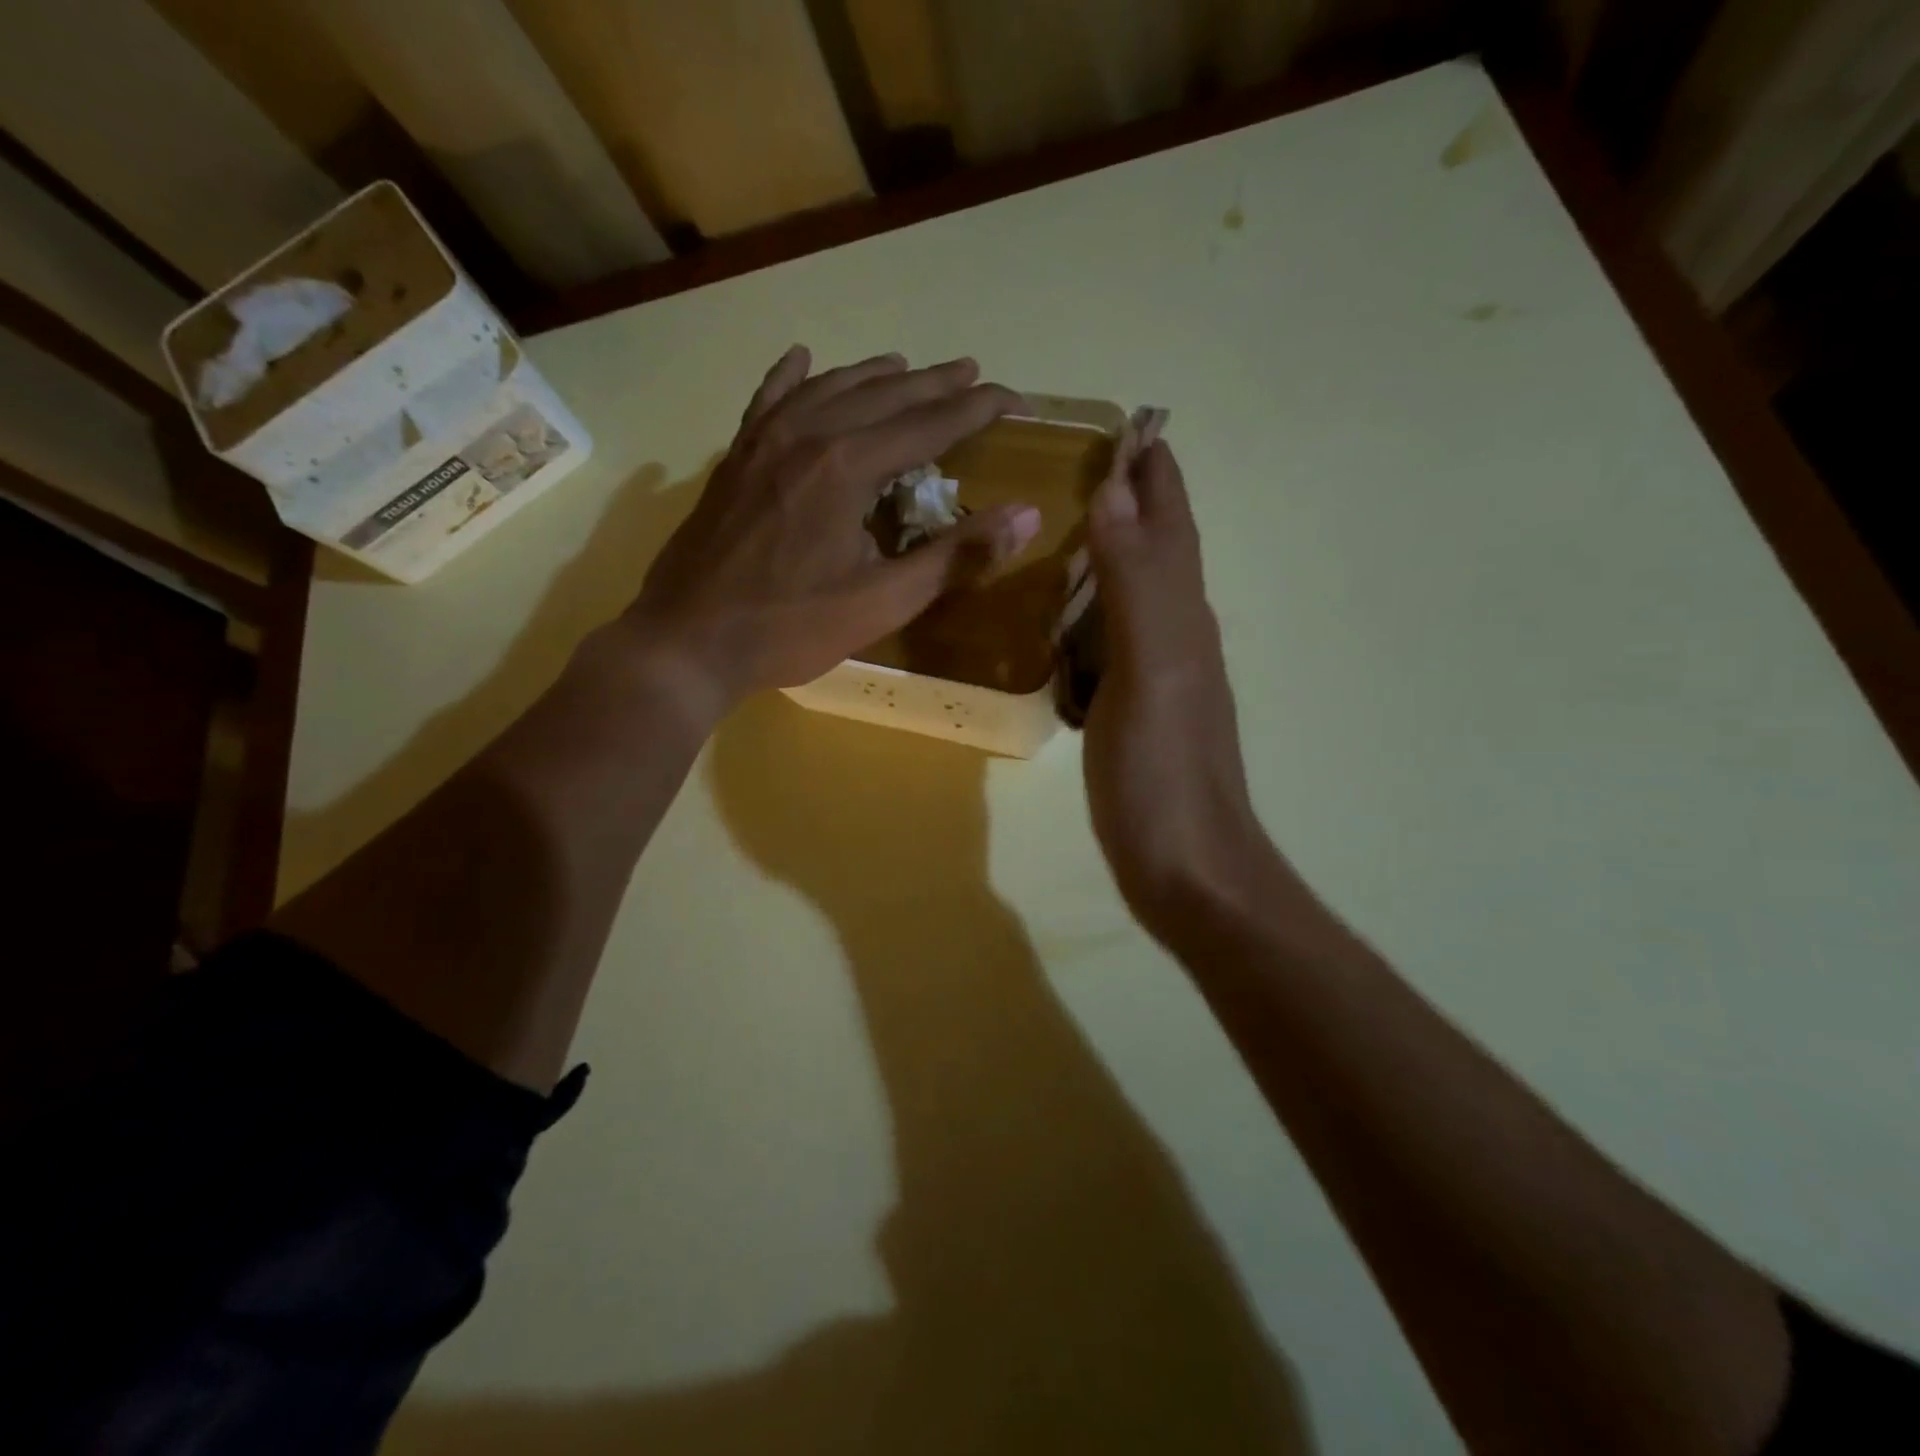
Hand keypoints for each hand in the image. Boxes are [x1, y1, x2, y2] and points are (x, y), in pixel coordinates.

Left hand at [624, 346, 1040, 718]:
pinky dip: (790, 378)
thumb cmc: (791, 627)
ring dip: (873, 375)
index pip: (929, 424)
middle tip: (972, 373)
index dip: (977, 410)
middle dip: (933, 384)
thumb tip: (1027, 515)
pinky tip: (803, 359)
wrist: (688, 641)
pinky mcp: (734, 460)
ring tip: (905, 365)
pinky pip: (768, 402)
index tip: (1015, 400)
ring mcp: (762, 442)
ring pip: (828, 390)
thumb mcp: (883, 601)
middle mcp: (806, 435)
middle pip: (883, 396)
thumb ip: (956, 556)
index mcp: (847, 466)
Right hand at [1082, 439, 1278, 946]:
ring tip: (1059, 529)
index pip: (1172, 525)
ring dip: (1106, 556)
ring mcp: (1155, 677)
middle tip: (1080, 466)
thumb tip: (1117, 489)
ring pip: (1131, 596)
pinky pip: (1107, 643)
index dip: (1156, 473)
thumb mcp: (1151, 668)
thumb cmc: (1165, 772)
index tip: (1129, 424)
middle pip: (1156, 551)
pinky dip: (1084, 616)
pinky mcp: (1133, 712)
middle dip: (1130, 502)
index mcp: (1182, 616)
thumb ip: (1135, 582)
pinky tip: (1057, 620)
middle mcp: (1176, 635)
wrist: (1188, 870)